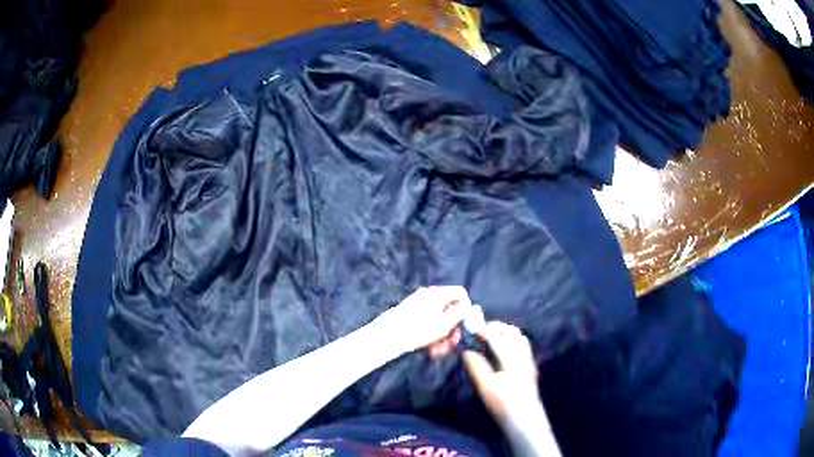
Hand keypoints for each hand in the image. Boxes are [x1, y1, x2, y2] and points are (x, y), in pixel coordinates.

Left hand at [373, 286, 471, 356]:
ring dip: (442, 335)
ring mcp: (417, 303)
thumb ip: (460, 313)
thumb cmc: (420, 328)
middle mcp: (428, 294)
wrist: (388, 335)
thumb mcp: (445, 323)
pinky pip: (426, 322)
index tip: (466, 322)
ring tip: (438, 351)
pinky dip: (430, 334)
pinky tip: (428, 349)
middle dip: (452, 327)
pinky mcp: (409, 314)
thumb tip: (468, 307)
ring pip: (437, 318)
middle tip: (452, 342)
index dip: (466, 306)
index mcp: (438, 293)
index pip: (460, 292)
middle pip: (448, 308)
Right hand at [463, 321, 545, 427]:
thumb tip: (466, 351)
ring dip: (506, 332)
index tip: (472, 326)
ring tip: (492, 335)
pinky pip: (523, 345)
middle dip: (497, 327)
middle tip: (481, 328)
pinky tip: (504, 348)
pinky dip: (512, 340)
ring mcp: (529, 361)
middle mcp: (523, 355)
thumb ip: (476, 366)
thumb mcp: (485, 386)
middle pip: (512, 333)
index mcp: (512, 358)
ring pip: (520, 338)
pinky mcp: (530, 367)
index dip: (484, 330)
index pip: (497, 338)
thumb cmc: (503, 403)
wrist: (525, 418)